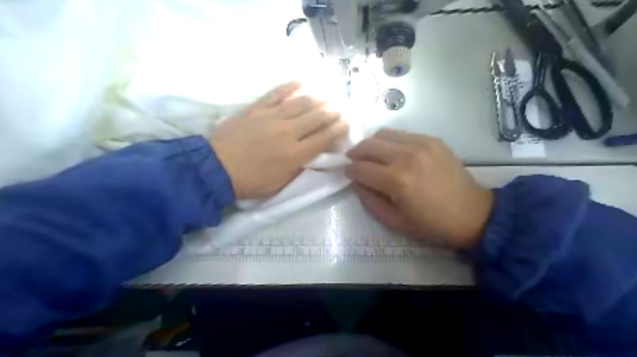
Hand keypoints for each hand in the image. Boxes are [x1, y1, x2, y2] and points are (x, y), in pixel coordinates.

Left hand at [211, 81, 346, 200]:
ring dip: (318, 99)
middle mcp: (288, 132)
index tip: (345, 123)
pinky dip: (291, 86)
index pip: (324, 138)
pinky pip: (277, 93)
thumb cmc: (250, 182)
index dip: (338, 129)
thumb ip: (300, 170)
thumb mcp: (279, 185)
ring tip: (326, 97)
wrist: (214, 168)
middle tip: (338, 109)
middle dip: (332, 112)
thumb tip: (318, 160)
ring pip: (301, 103)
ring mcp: (272, 117)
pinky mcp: (257, 108)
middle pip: (317, 117)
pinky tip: (302, 82)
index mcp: (295, 155)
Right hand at [348, 129, 491, 248]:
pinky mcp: (432, 139)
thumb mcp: (393, 221)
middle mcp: (406, 156)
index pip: (360, 168)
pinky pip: (402, 134)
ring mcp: (421, 143)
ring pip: (383, 134)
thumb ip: (368, 200)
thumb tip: (356, 181)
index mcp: (396, 180)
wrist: (472, 214)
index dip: (349, 171)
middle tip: (354, 161)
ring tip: (373, 156)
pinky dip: (391, 142)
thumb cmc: (431, 224)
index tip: (348, 174)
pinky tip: (394, 154)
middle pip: (368, 145)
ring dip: (372, 144)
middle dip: (355, 153)